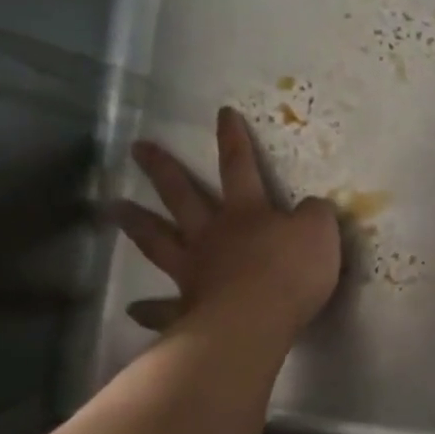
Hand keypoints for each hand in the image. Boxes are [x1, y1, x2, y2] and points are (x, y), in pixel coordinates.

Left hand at [114, 107, 341, 343]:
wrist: (257, 319)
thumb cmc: (291, 271)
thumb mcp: (320, 232)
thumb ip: (315, 215)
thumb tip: (311, 207)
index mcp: (247, 212)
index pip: (240, 166)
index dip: (233, 140)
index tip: (222, 113)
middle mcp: (213, 235)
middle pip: (183, 196)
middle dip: (163, 169)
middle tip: (138, 148)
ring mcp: (194, 271)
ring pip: (159, 241)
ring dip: (137, 223)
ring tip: (114, 208)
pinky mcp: (187, 309)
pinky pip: (164, 308)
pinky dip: (149, 308)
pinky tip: (133, 309)